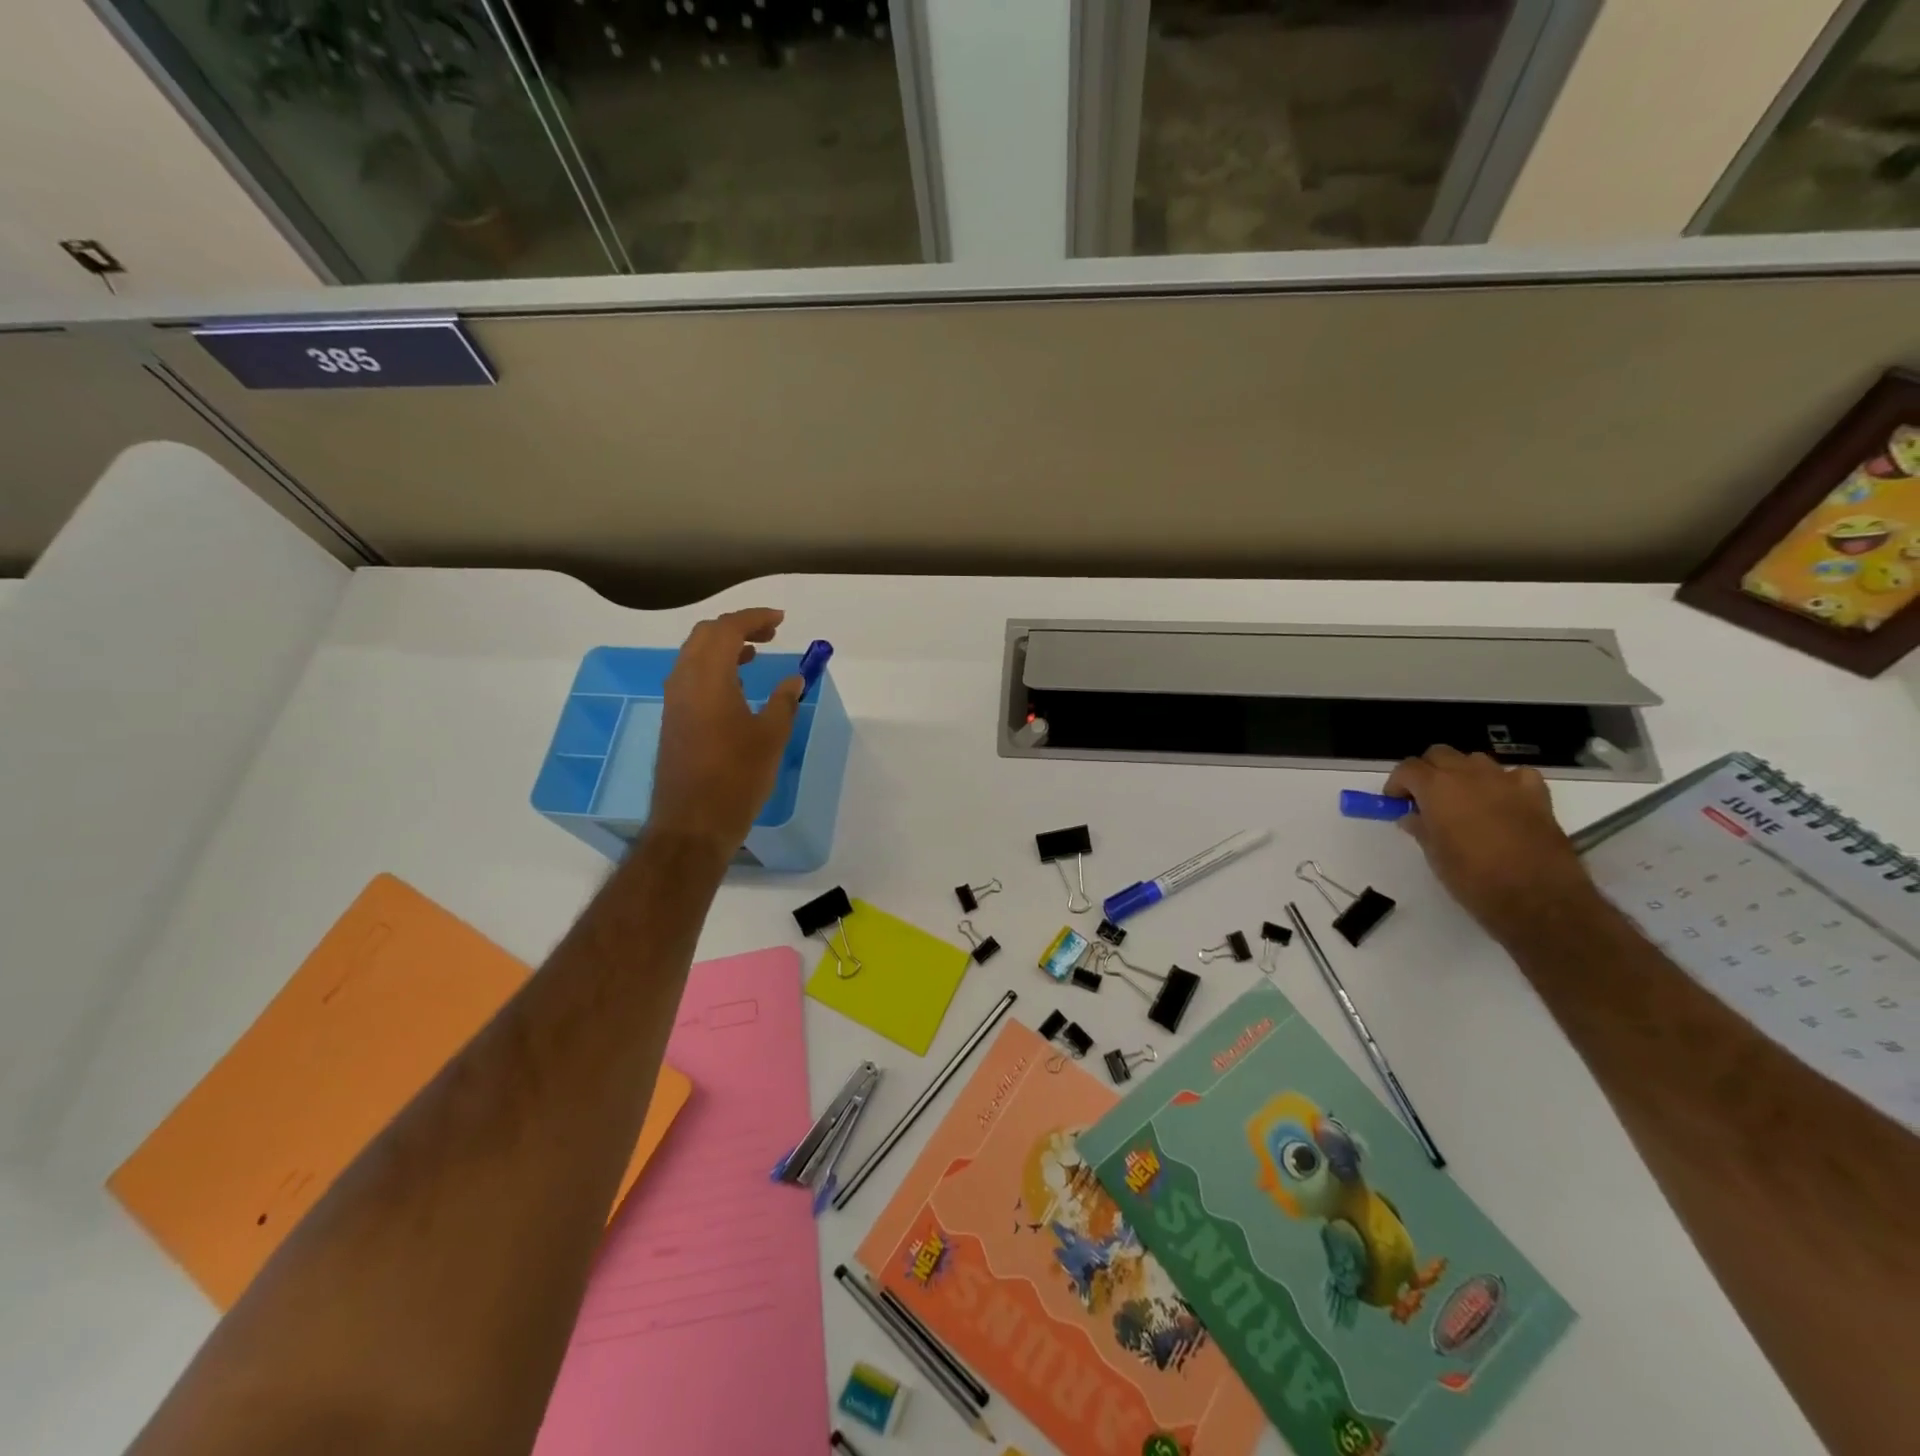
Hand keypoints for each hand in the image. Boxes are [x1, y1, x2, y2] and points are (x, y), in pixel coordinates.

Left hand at [648, 608, 803, 855]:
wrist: (693, 823)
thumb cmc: (737, 777)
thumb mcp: (771, 737)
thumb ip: (784, 701)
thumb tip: (794, 680)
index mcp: (708, 678)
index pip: (728, 629)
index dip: (755, 617)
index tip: (781, 620)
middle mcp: (684, 680)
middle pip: (706, 635)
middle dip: (738, 626)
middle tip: (771, 633)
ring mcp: (674, 700)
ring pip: (695, 654)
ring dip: (724, 646)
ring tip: (755, 653)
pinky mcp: (673, 719)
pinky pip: (691, 676)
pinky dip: (714, 667)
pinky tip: (737, 686)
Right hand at [1384, 746, 1598, 943]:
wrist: (1536, 897)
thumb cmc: (1472, 878)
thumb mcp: (1434, 854)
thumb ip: (1420, 827)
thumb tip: (1412, 817)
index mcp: (1436, 788)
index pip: (1408, 768)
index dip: (1398, 783)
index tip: (1396, 801)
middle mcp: (1469, 775)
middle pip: (1440, 754)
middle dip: (1428, 771)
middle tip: (1424, 798)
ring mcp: (1505, 781)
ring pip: (1475, 760)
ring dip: (1463, 773)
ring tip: (1462, 799)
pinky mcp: (1536, 794)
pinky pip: (1515, 775)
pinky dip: (1504, 782)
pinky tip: (1502, 801)